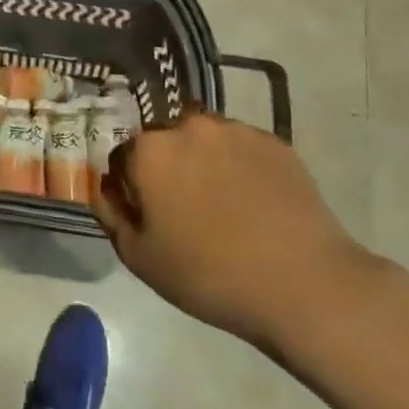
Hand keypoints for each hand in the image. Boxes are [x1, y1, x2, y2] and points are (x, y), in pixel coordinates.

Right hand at [92, 112, 384, 369]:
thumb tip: (105, 188)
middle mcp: (188, 125)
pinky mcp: (274, 140)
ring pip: (204, 140)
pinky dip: (239, 166)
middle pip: (164, 142)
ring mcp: (235, 129)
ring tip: (224, 206)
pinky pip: (241, 147)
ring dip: (203, 162)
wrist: (303, 283)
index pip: (123, 157)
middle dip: (167, 168)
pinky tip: (254, 203)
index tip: (147, 214)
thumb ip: (111, 215)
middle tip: (185, 210)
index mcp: (149, 150)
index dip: (131, 187)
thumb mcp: (141, 258)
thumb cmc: (209, 274)